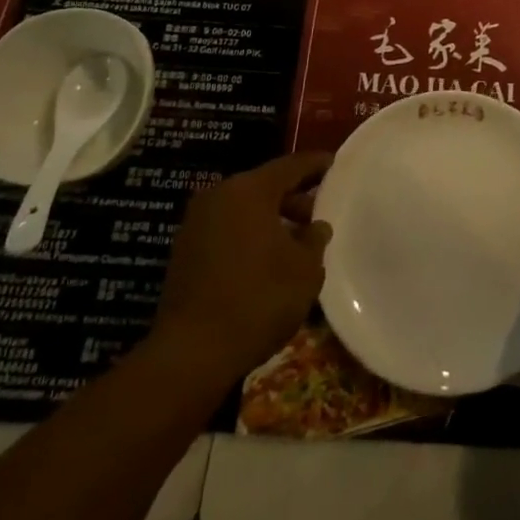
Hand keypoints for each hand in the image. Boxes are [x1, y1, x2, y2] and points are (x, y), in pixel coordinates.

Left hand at [152, 151, 331, 388]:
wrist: (190, 354)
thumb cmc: (258, 300)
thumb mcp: (305, 270)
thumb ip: (315, 239)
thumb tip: (316, 227)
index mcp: (250, 190)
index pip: (291, 165)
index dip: (316, 165)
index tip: (336, 165)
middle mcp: (219, 196)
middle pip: (265, 185)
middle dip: (294, 197)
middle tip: (319, 213)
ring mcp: (196, 223)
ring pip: (244, 209)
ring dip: (270, 219)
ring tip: (296, 241)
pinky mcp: (184, 252)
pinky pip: (226, 230)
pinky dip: (248, 235)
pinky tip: (266, 260)